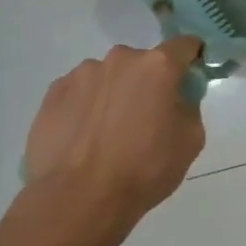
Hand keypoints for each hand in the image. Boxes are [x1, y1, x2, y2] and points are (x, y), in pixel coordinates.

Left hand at [23, 38, 206, 218]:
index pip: (185, 45)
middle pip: (144, 63)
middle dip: (149, 83)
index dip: (192, 59)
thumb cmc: (144, 169)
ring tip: (108, 133)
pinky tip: (85, 137)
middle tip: (147, 118)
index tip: (190, 79)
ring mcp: (82, 73)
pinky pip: (81, 92)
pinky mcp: (54, 92)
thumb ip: (189, 107)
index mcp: (158, 66)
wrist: (77, 199)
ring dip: (115, 94)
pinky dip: (88, 106)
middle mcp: (120, 59)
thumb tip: (176, 98)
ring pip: (110, 77)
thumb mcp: (190, 141)